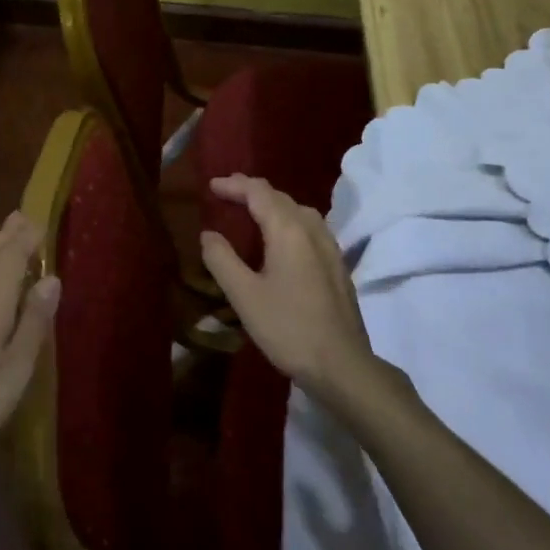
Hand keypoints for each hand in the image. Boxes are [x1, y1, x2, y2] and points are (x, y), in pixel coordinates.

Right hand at [199, 175, 373, 397]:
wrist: (342, 364)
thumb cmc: (288, 327)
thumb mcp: (244, 295)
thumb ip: (222, 259)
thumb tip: (208, 234)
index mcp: (288, 230)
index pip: (258, 192)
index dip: (234, 185)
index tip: (211, 187)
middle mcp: (312, 230)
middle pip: (280, 197)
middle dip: (252, 191)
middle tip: (226, 194)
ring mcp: (330, 247)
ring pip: (299, 211)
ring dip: (273, 205)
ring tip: (251, 213)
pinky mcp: (338, 266)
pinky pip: (310, 228)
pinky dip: (289, 221)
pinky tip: (282, 241)